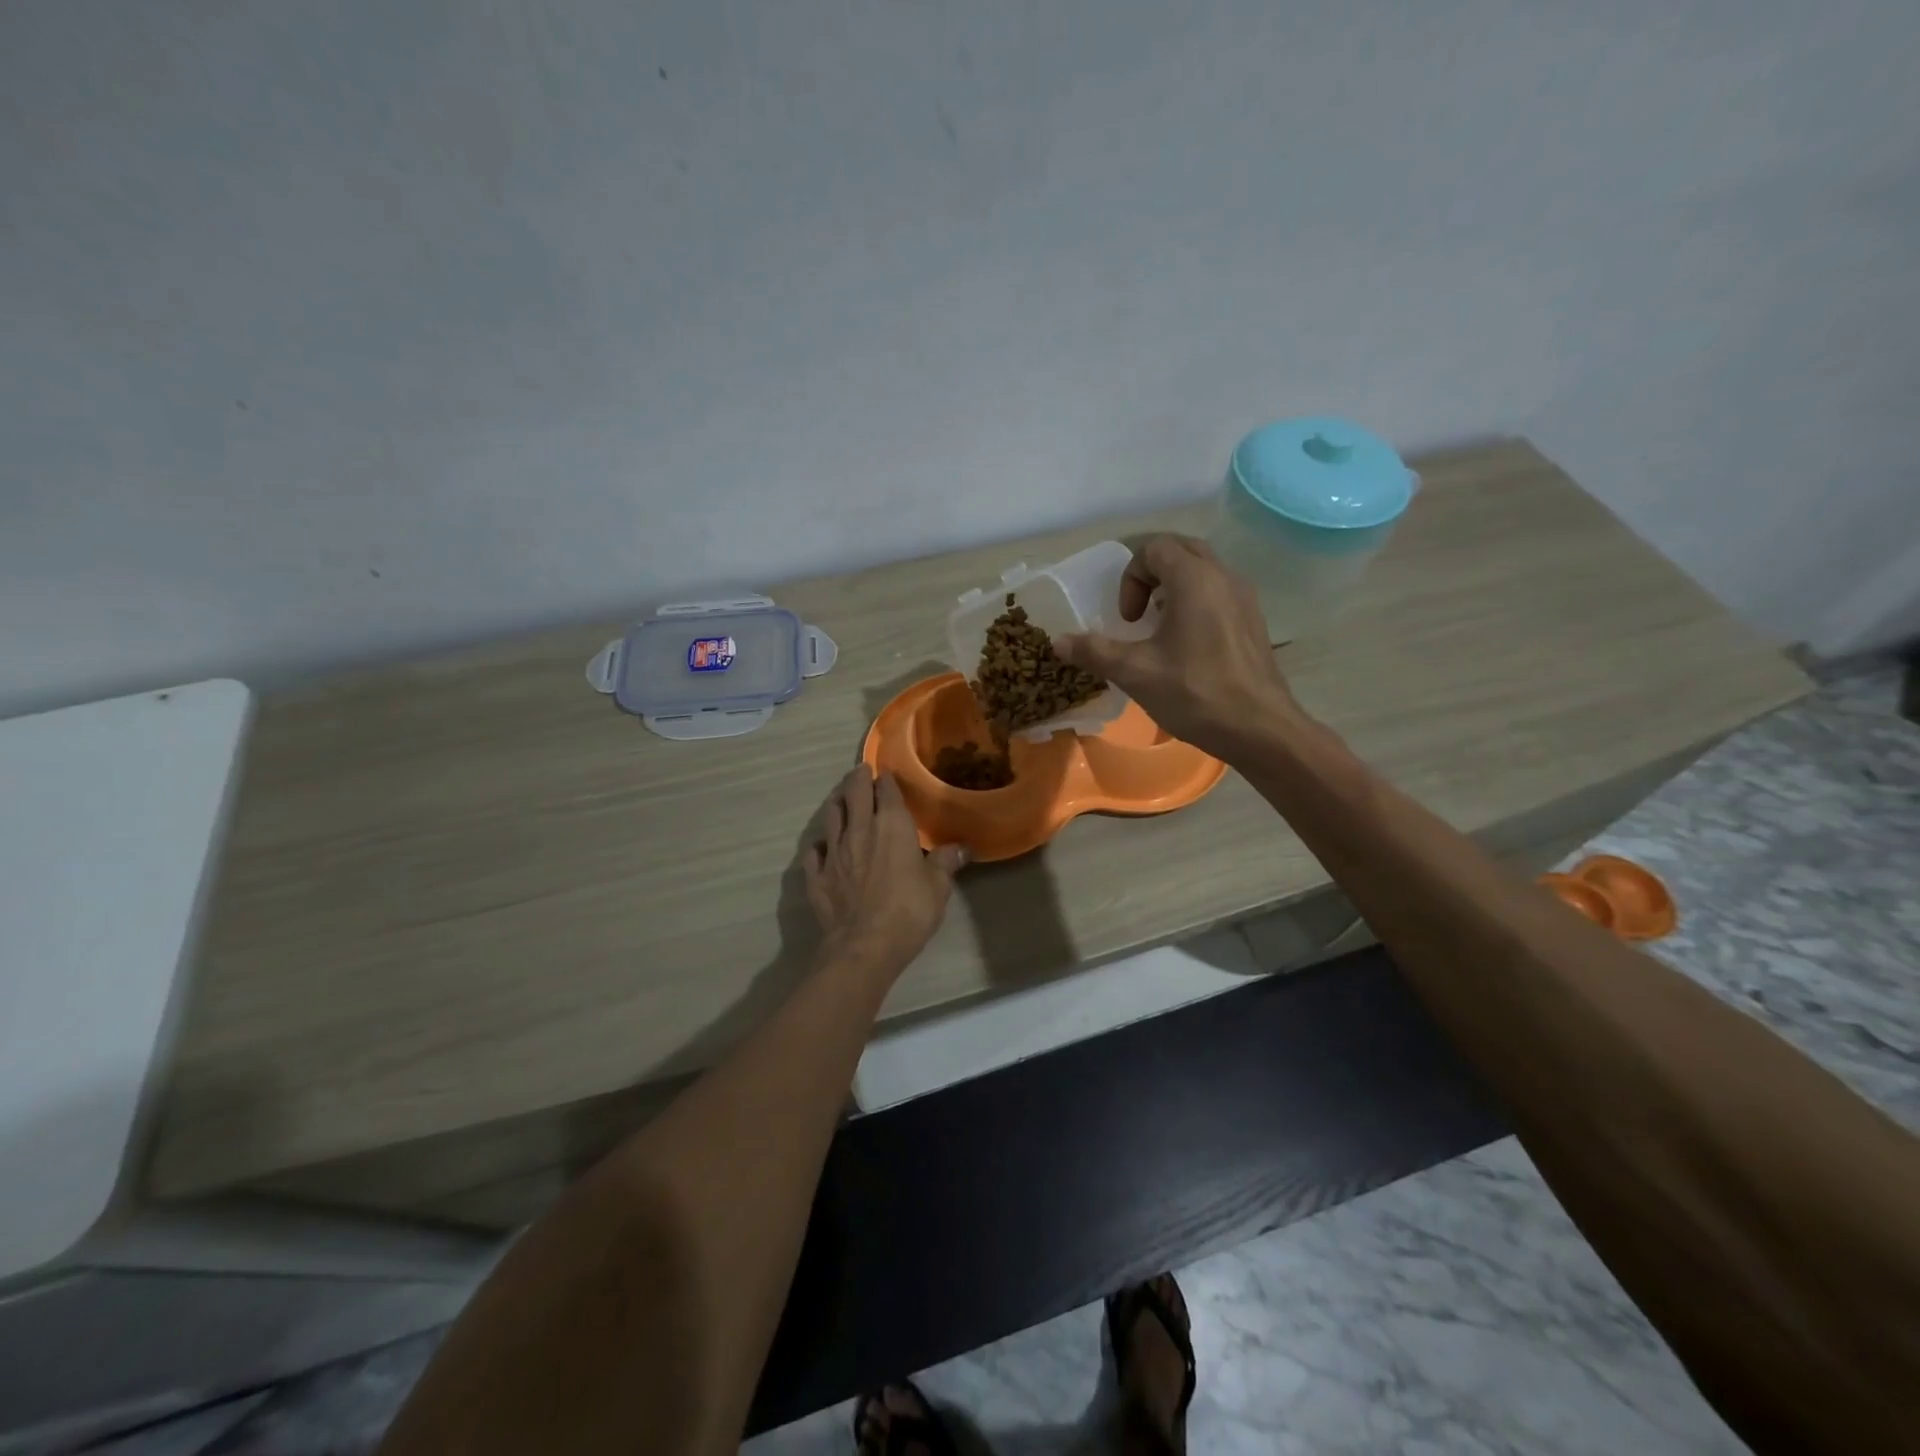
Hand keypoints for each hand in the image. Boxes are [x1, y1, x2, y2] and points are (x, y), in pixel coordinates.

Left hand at [804, 766, 965, 980]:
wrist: (864, 946)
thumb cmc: (908, 911)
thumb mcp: (938, 887)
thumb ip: (946, 862)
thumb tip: (962, 848)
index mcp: (891, 825)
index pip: (886, 789)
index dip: (886, 779)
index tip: (886, 774)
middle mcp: (859, 829)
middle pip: (853, 792)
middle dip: (857, 778)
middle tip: (860, 773)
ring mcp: (834, 851)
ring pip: (831, 814)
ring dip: (838, 803)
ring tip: (842, 801)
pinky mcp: (817, 874)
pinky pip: (815, 851)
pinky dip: (820, 844)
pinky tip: (823, 847)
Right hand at [1055, 534, 1298, 759]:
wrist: (1260, 729)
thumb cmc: (1196, 694)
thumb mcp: (1136, 673)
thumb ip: (1095, 651)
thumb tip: (1058, 642)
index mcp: (1195, 580)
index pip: (1154, 547)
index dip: (1130, 578)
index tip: (1127, 619)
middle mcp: (1224, 577)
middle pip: (1181, 550)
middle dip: (1151, 573)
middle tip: (1138, 612)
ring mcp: (1244, 598)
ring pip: (1204, 569)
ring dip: (1173, 587)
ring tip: (1159, 627)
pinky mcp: (1254, 621)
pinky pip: (1219, 592)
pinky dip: (1195, 602)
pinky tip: (1186, 645)